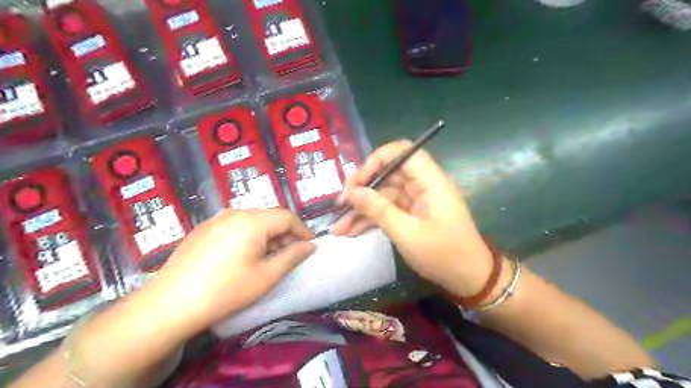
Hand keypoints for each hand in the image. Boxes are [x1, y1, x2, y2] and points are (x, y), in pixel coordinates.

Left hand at [149, 210, 317, 330]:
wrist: (169, 305)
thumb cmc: (226, 290)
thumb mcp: (266, 276)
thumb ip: (293, 256)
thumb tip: (311, 246)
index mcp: (252, 221)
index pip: (287, 217)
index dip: (303, 230)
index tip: (311, 247)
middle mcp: (234, 213)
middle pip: (269, 218)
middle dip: (284, 235)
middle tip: (290, 256)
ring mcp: (215, 219)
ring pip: (252, 222)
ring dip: (267, 236)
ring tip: (268, 259)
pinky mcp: (203, 229)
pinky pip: (234, 226)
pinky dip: (248, 237)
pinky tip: (243, 258)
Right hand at [335, 140, 496, 297]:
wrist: (469, 278)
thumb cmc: (443, 255)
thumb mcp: (407, 233)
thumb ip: (378, 209)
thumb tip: (352, 192)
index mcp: (430, 181)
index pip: (402, 152)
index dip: (376, 160)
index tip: (357, 181)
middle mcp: (422, 185)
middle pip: (387, 175)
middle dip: (361, 190)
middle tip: (340, 206)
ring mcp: (416, 200)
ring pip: (383, 195)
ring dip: (361, 210)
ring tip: (339, 228)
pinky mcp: (411, 214)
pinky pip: (387, 210)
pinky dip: (371, 220)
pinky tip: (351, 232)